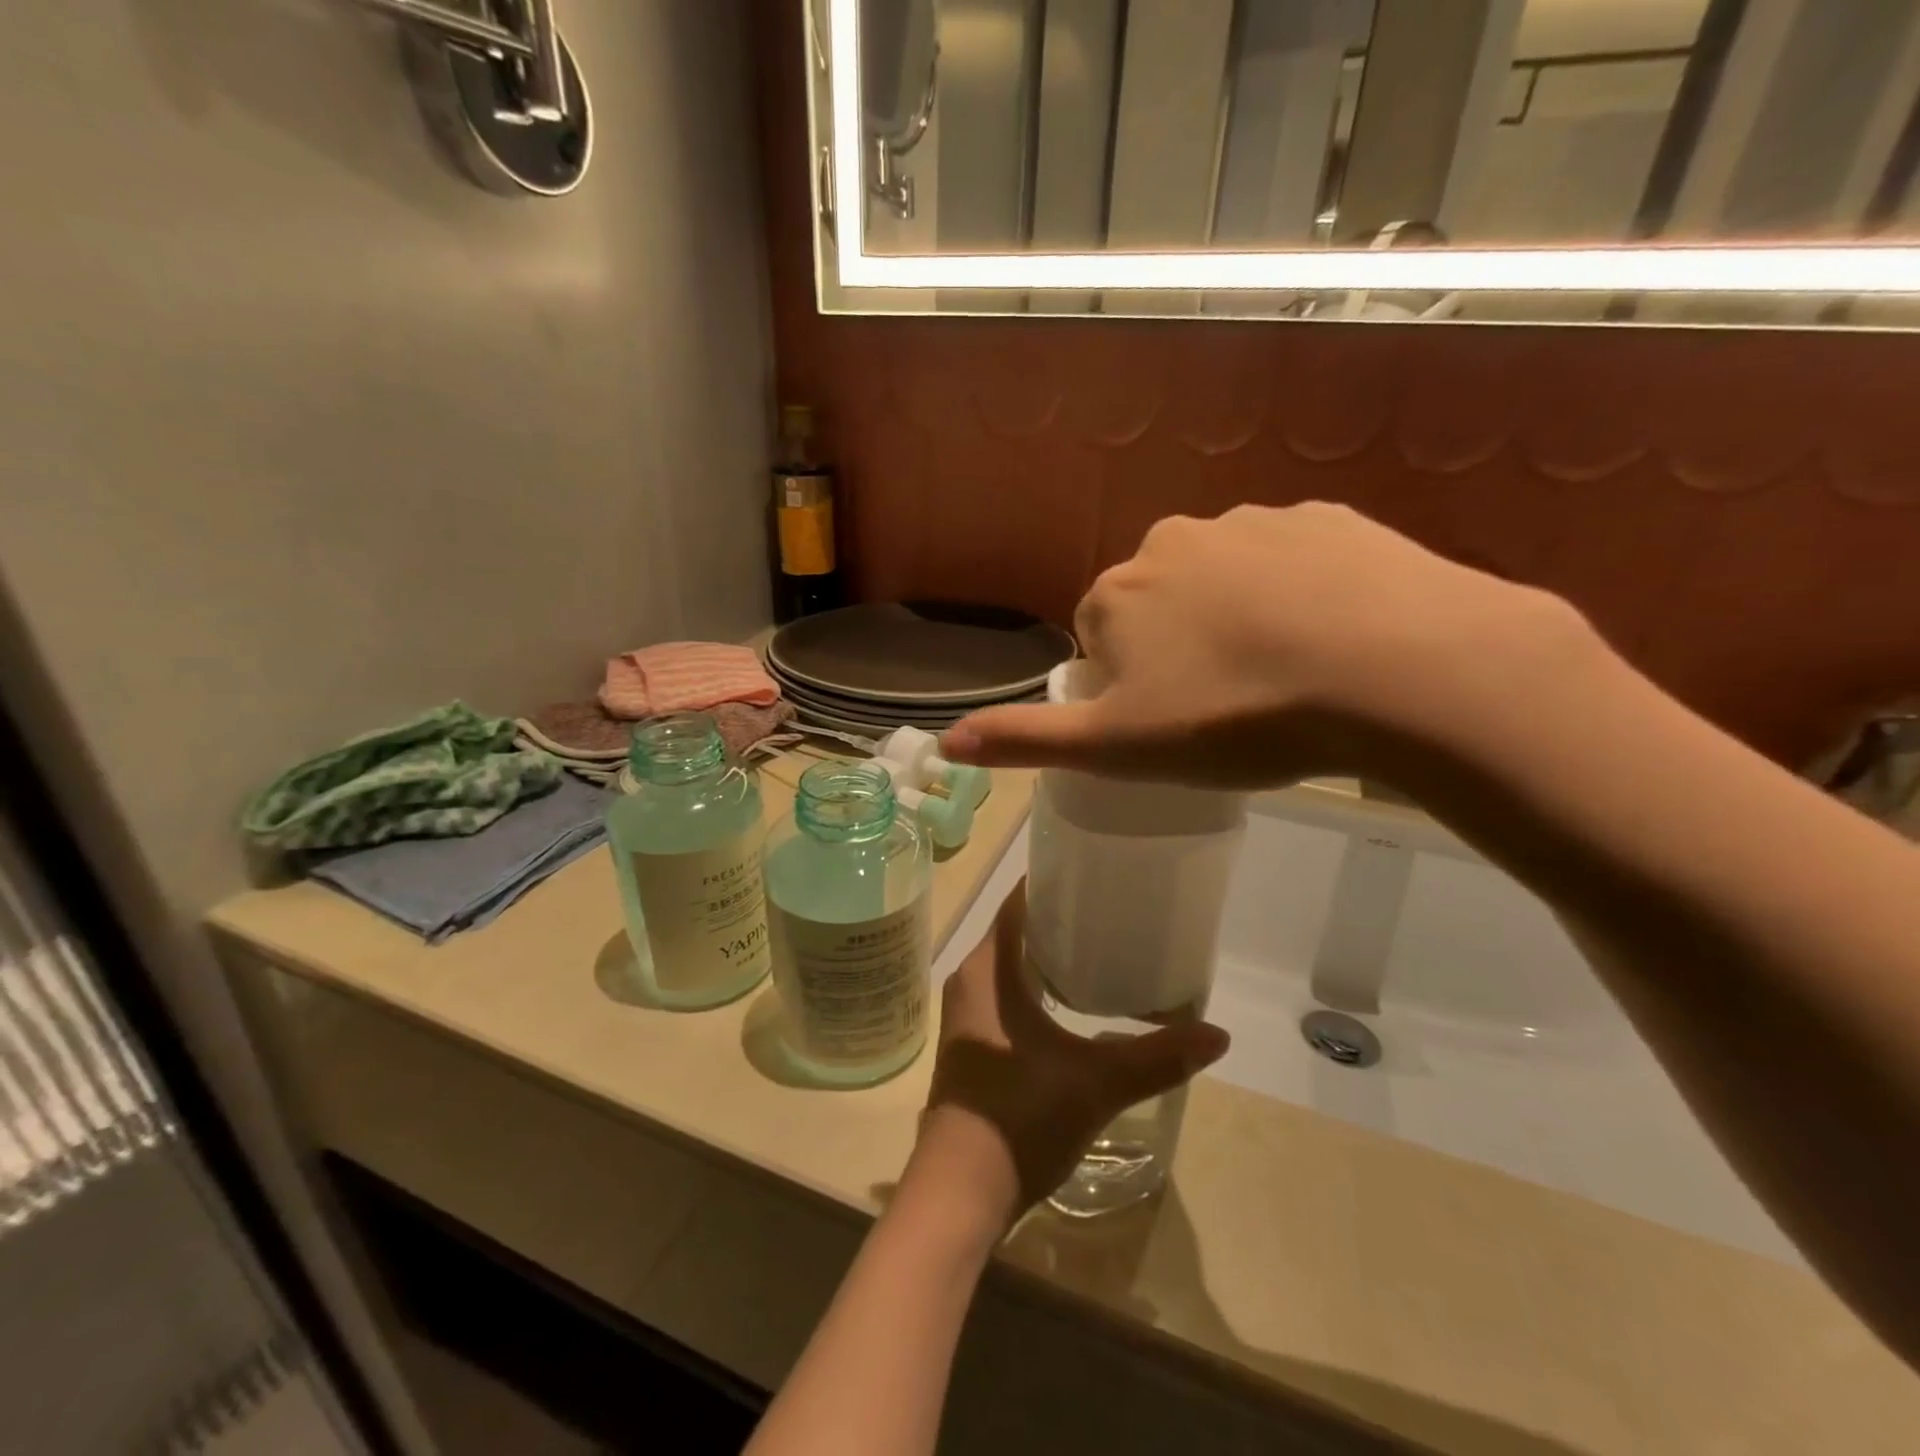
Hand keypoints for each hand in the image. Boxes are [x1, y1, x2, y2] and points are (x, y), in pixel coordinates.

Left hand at [904, 881, 1229, 1231]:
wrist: (960, 1190)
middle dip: (1058, 922)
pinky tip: (1071, 1007)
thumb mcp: (1095, 1083)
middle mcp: (970, 982)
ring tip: (1099, 953)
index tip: (1092, 874)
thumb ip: (1155, 1057)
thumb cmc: (1020, 1117)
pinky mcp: (973, 1046)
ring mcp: (966, 1017)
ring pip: (1009, 968)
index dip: (1051, 885)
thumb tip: (1218, 1036)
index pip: (1017, 906)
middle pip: (1015, 934)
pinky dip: (1035, 990)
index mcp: (988, 970)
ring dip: (1047, 959)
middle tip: (1110, 913)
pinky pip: (1004, 998)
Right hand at [941, 503, 1593, 790]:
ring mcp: (1254, 522)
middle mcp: (1172, 541)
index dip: (1126, 683)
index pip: (1097, 635)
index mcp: (1117, 592)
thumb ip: (1027, 740)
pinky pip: (1294, 562)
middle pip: (1158, 602)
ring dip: (1238, 619)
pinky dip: (1301, 596)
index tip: (1169, 722)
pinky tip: (1333, 641)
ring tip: (1285, 678)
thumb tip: (944, 743)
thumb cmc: (1234, 718)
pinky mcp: (1329, 518)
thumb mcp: (1116, 748)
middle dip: (1178, 646)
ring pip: (1226, 580)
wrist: (1393, 670)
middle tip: (1227, 706)